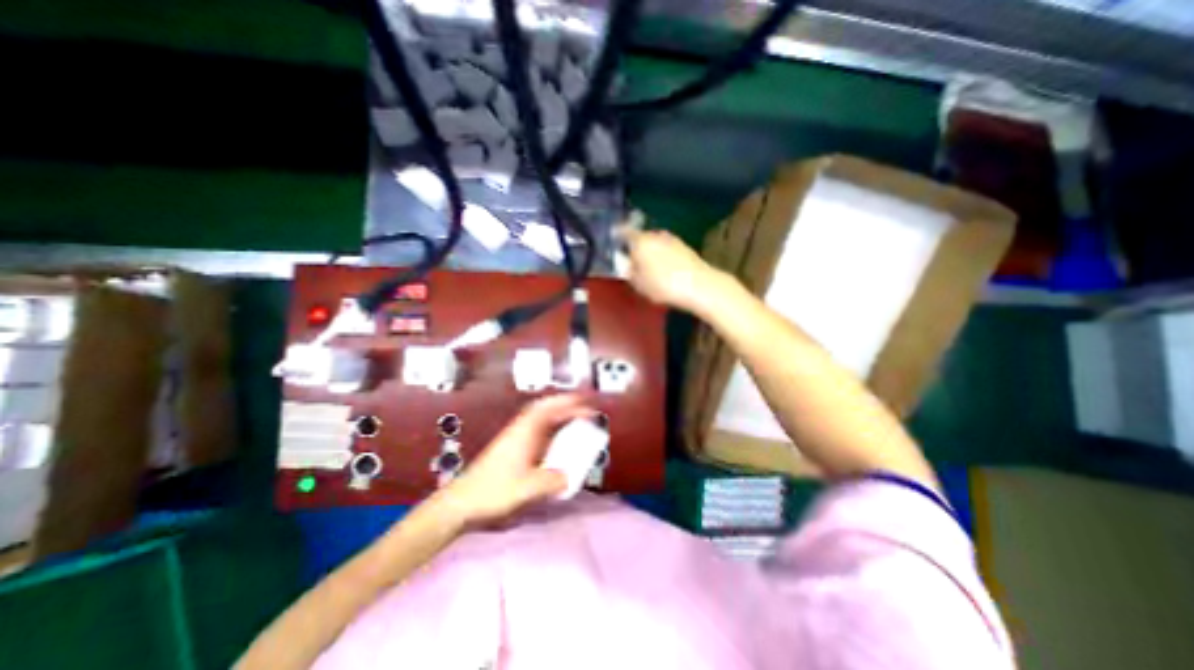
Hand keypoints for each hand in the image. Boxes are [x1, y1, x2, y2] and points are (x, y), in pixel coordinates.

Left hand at [435, 395, 590, 524]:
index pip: (548, 409)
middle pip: (544, 409)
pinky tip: (557, 443)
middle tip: (584, 410)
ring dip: (557, 417)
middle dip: (564, 406)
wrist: (460, 503)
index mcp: (524, 433)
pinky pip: (537, 432)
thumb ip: (552, 482)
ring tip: (574, 422)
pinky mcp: (512, 450)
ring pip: (540, 420)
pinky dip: (551, 431)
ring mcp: (515, 439)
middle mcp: (520, 431)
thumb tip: (568, 478)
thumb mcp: (527, 489)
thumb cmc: (493, 492)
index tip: (586, 406)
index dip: (568, 404)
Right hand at [619, 227, 720, 314]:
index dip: (617, 236)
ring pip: (655, 243)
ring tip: (649, 269)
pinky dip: (663, 256)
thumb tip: (625, 263)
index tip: (613, 241)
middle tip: (632, 262)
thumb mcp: (638, 283)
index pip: (624, 232)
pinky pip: (667, 249)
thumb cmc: (663, 285)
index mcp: (640, 241)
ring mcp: (672, 239)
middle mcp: (656, 235)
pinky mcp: (685, 247)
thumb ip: (628, 271)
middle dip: (636, 247)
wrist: (699, 285)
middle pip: (641, 238)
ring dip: (651, 252)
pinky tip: (665, 270)